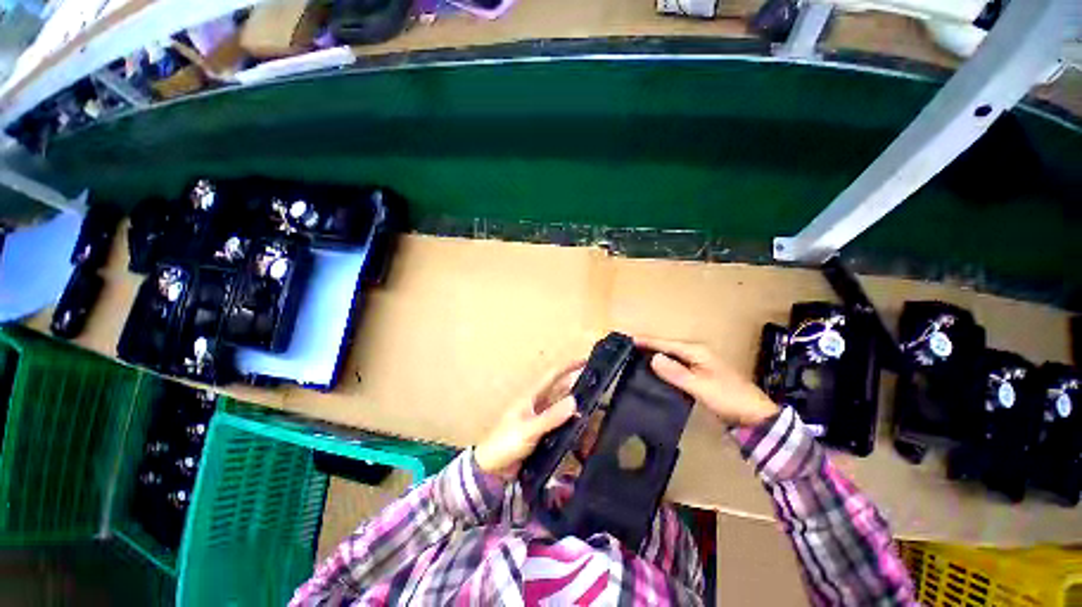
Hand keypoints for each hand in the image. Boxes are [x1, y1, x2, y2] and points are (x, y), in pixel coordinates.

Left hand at [474, 360, 585, 479]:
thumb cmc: (505, 443)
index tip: (586, 361)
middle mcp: (538, 404)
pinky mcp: (543, 434)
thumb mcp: (528, 429)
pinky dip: (572, 422)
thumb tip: (575, 401)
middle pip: (560, 390)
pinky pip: (561, 424)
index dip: (568, 367)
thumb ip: (551, 417)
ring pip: (562, 407)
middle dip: (577, 385)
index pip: (553, 376)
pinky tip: (583, 427)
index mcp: (532, 397)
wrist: (492, 470)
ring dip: (576, 405)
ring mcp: (541, 419)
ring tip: (596, 406)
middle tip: (598, 387)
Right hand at [635, 336, 779, 426]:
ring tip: (637, 356)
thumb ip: (676, 372)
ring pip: (672, 355)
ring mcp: (700, 363)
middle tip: (629, 347)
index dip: (648, 341)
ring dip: (656, 355)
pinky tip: (656, 370)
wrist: (754, 415)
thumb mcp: (700, 386)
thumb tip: (653, 358)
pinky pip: (677, 365)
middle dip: (650, 346)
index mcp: (697, 351)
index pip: (666, 344)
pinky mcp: (700, 374)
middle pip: (668, 347)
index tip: (629, 339)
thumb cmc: (727, 398)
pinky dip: (665, 366)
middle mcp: (697, 353)